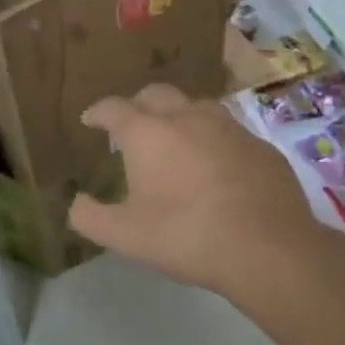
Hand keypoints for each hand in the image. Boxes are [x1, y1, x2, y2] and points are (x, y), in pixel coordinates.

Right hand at [67, 85, 329, 303]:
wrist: (268, 249)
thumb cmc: (186, 235)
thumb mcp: (124, 236)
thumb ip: (90, 217)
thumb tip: (76, 203)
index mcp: (147, 133)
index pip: (112, 108)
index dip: (97, 113)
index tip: (89, 121)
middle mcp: (186, 118)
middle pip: (156, 94)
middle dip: (137, 104)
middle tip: (131, 125)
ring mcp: (229, 128)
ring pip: (196, 106)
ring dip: (179, 116)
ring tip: (175, 139)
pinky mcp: (261, 147)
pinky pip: (230, 132)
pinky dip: (214, 140)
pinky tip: (217, 165)